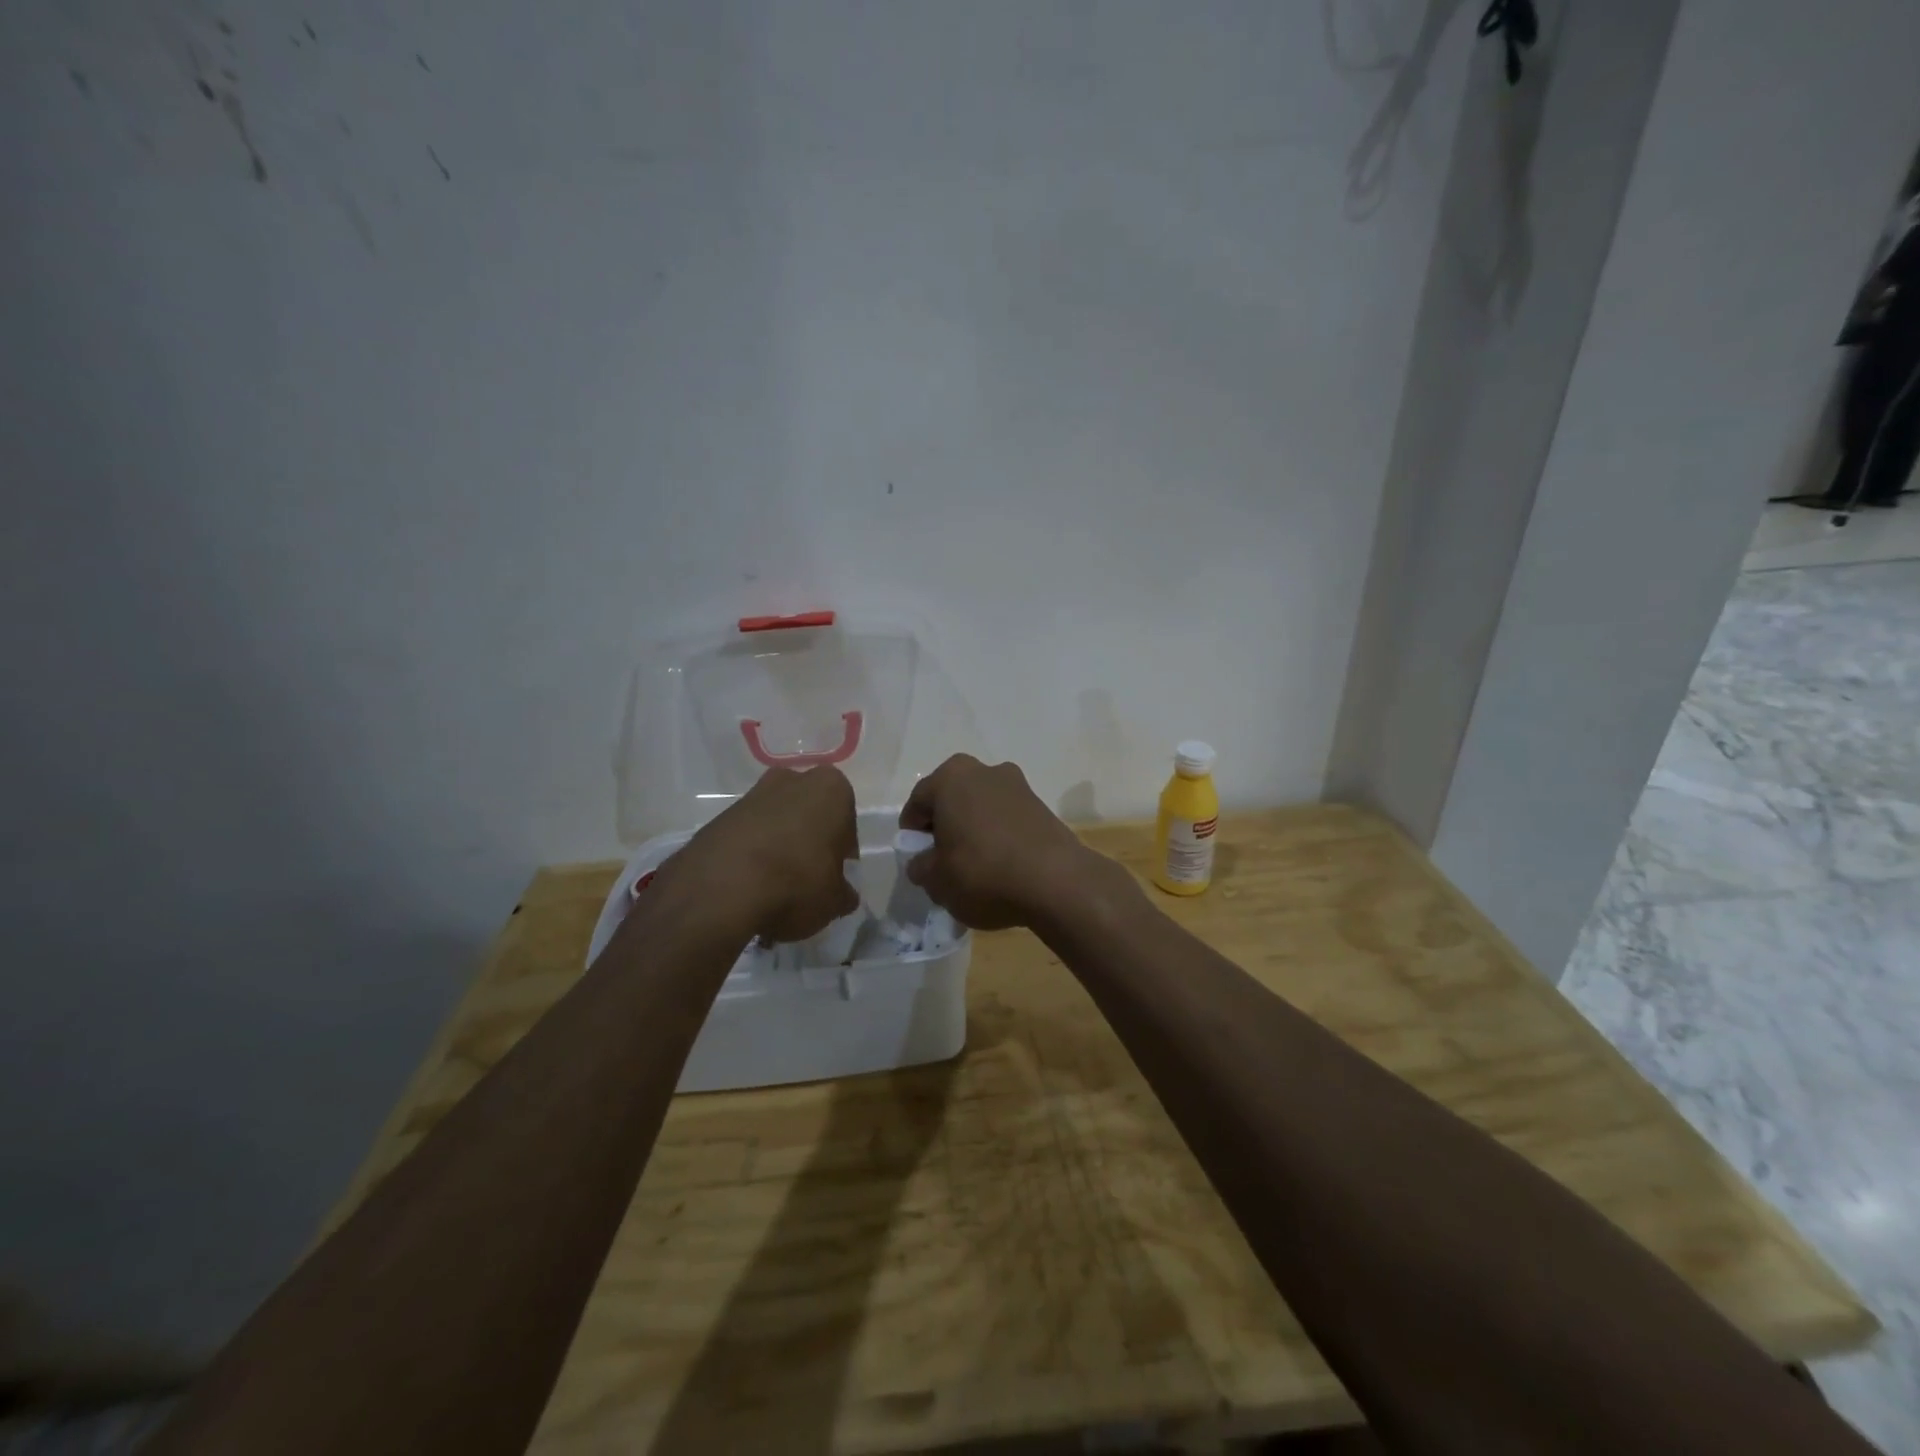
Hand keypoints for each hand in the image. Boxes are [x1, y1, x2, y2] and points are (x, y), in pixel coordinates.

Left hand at [676, 766, 859, 942]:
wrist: (722, 887)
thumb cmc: (797, 882)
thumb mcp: (835, 899)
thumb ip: (843, 893)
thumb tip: (842, 894)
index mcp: (832, 789)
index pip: (846, 825)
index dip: (841, 856)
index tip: (832, 880)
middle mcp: (793, 780)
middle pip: (809, 816)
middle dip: (808, 843)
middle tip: (806, 881)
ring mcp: (753, 794)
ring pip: (777, 824)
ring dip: (779, 849)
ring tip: (774, 890)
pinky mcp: (721, 815)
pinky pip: (748, 836)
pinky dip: (751, 856)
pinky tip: (749, 888)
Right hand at [898, 755, 1112, 928]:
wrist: (1057, 881)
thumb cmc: (983, 872)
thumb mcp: (937, 880)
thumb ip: (921, 867)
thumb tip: (923, 862)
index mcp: (952, 777)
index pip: (918, 802)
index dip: (912, 833)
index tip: (917, 859)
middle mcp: (985, 770)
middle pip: (952, 799)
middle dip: (945, 827)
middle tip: (943, 861)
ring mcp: (1018, 785)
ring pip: (981, 808)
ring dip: (974, 830)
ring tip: (974, 867)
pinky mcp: (1042, 806)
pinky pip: (1007, 819)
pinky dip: (999, 837)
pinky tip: (1002, 867)